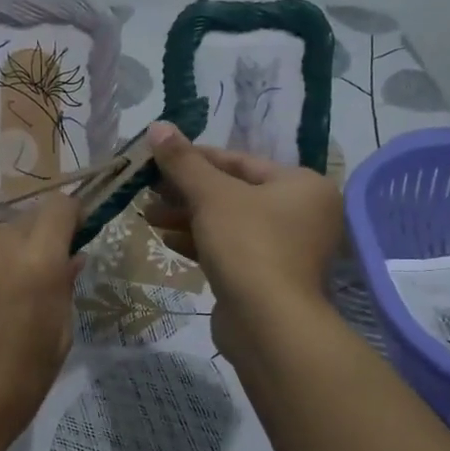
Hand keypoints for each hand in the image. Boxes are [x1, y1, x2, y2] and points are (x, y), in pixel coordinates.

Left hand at [0, 192, 81, 450]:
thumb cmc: (17, 385)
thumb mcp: (59, 338)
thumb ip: (64, 286)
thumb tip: (69, 257)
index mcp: (34, 262)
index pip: (57, 207)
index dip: (67, 218)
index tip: (68, 236)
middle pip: (16, 223)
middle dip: (26, 244)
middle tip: (23, 283)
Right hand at [144, 122, 342, 348]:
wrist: (267, 324)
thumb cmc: (248, 245)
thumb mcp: (212, 196)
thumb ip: (184, 161)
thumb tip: (157, 126)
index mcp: (302, 185)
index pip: (240, 161)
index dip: (195, 158)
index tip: (157, 157)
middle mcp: (301, 214)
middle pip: (233, 193)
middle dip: (187, 192)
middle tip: (148, 190)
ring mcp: (286, 249)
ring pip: (228, 223)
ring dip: (187, 218)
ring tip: (148, 215)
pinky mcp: (266, 278)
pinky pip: (230, 250)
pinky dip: (200, 242)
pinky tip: (166, 240)